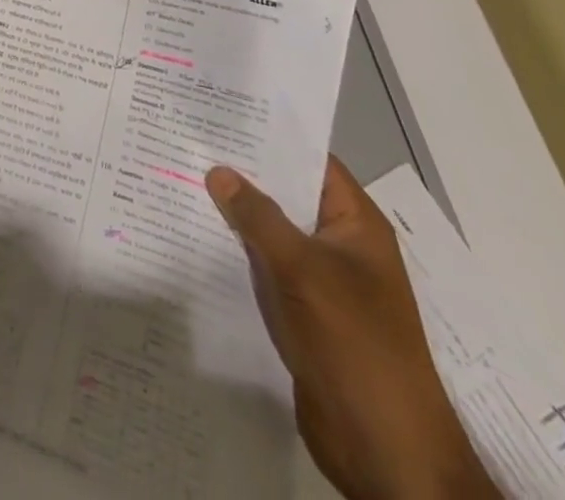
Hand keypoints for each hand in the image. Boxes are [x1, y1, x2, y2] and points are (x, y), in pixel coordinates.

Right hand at [207, 158, 498, 499]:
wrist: (387, 452)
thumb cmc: (357, 346)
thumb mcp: (305, 271)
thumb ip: (259, 217)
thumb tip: (218, 170)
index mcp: (355, 224)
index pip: (310, 160)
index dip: (270, 135)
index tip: (221, 112)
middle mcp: (338, 245)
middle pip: (286, 194)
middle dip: (241, 173)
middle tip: (186, 140)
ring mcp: (320, 282)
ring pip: (270, 233)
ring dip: (233, 215)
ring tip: (178, 178)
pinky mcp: (301, 313)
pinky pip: (263, 269)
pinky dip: (233, 253)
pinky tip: (191, 236)